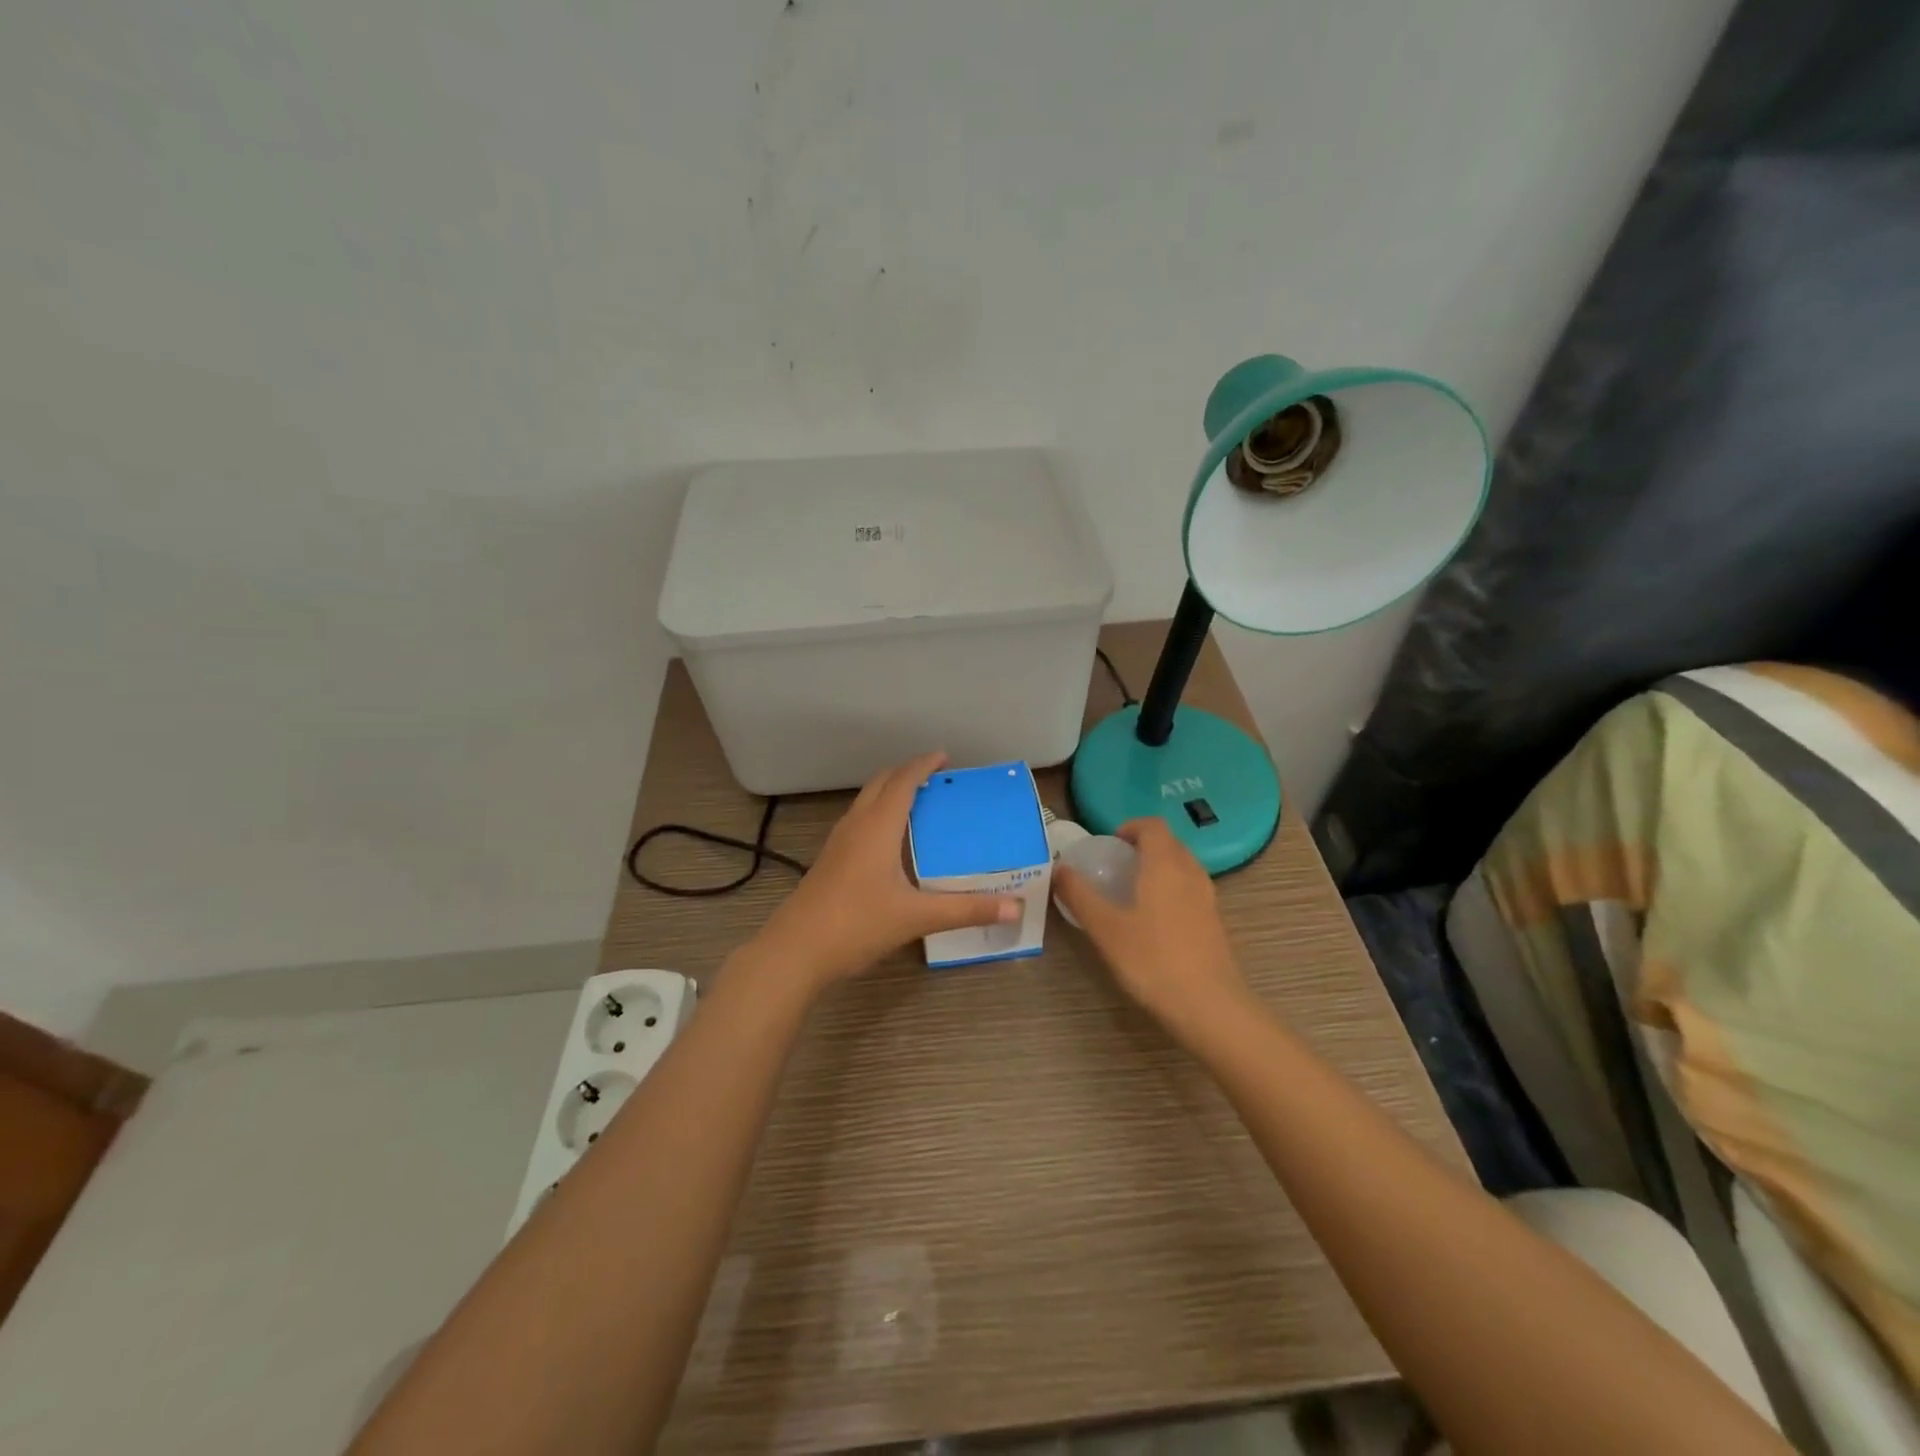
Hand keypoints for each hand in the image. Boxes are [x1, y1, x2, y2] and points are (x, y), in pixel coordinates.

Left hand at [753, 752, 1021, 993]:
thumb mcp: (917, 917)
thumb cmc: (857, 924)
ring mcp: (837, 843)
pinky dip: (878, 816)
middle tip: (936, 779)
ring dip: (890, 793)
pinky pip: (858, 822)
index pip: (903, 781)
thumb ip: (966, 910)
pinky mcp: (829, 861)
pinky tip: (891, 844)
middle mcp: (855, 825)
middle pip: (880, 784)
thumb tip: (1014, 908)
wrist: (795, 951)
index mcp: (877, 826)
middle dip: (907, 774)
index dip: (924, 765)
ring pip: (865, 803)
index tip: (945, 758)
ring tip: (918, 805)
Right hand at [1054, 817, 1248, 1031]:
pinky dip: (1171, 891)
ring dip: (1158, 869)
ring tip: (1131, 893)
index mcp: (1165, 864)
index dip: (1130, 827)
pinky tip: (1152, 921)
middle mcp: (1190, 872)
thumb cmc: (1152, 960)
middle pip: (1169, 843)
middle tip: (1115, 867)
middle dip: (1142, 847)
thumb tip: (1058, 869)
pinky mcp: (1215, 922)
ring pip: (1182, 867)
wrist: (1209, 1007)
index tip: (1109, 844)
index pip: (1152, 825)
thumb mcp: (1105, 928)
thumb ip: (1079, 895)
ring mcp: (1208, 898)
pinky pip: (1190, 890)